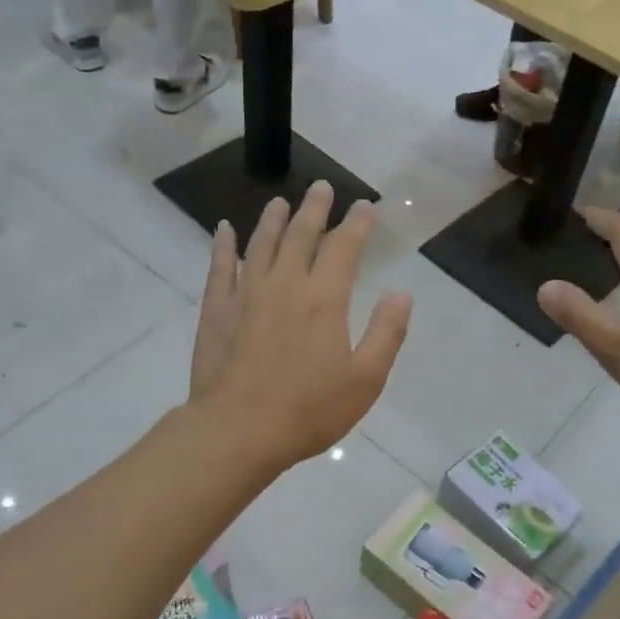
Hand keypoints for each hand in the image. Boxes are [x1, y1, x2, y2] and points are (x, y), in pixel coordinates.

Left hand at [189, 182, 411, 464]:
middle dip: (315, 209)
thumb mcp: (365, 379)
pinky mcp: (217, 309)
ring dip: (273, 219)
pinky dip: (223, 245)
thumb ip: (387, 333)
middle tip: (321, 188)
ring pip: (261, 243)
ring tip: (281, 202)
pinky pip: (220, 267)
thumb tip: (402, 293)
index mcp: (325, 299)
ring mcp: (246, 294)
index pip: (344, 247)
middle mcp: (285, 284)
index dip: (358, 224)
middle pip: (302, 235)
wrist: (238, 430)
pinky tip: (225, 229)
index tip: (365, 206)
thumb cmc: (308, 410)